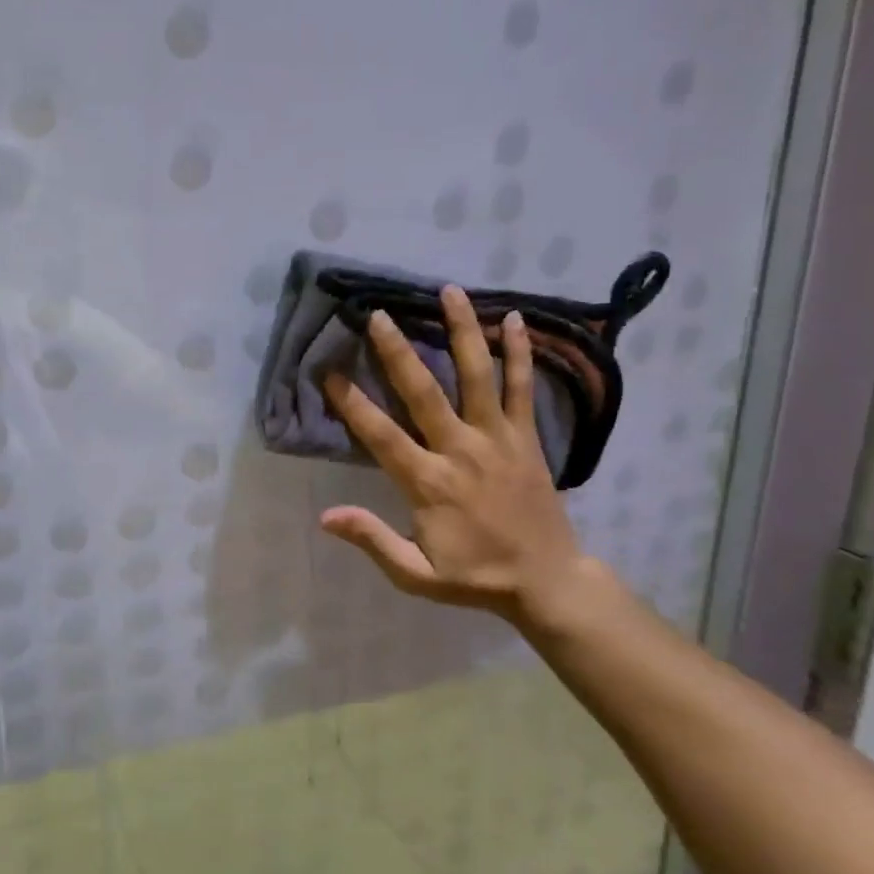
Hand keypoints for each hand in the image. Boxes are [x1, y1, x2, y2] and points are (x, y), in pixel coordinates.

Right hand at [319, 288, 591, 630]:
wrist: (547, 581)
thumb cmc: (474, 577)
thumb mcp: (416, 574)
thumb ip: (373, 540)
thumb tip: (326, 516)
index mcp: (429, 484)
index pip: (382, 435)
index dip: (352, 403)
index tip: (329, 372)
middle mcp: (461, 451)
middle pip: (424, 392)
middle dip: (398, 352)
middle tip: (378, 315)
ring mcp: (498, 440)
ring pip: (477, 376)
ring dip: (462, 332)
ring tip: (449, 292)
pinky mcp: (527, 438)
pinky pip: (522, 388)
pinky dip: (519, 353)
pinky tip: (514, 319)